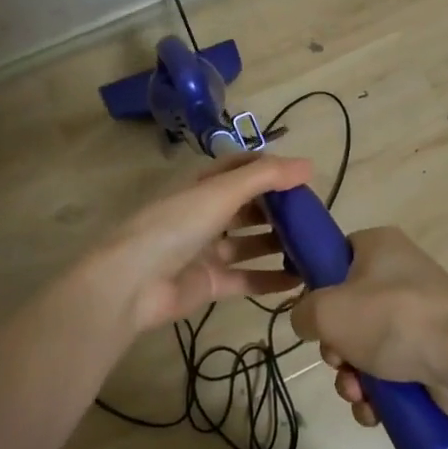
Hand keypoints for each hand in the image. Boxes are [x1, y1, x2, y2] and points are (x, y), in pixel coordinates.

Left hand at [82, 154, 311, 331]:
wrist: (132, 283)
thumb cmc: (176, 225)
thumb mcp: (222, 192)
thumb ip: (266, 177)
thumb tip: (309, 165)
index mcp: (202, 184)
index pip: (240, 168)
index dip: (270, 169)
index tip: (303, 177)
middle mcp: (205, 213)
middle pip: (248, 206)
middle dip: (279, 210)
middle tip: (315, 216)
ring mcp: (206, 250)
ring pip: (250, 243)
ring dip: (278, 244)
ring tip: (314, 248)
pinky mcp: (209, 283)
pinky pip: (246, 278)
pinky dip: (270, 279)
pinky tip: (299, 281)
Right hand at [290, 226, 447, 427]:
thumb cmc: (392, 319)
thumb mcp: (328, 309)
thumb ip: (304, 313)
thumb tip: (309, 323)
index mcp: (378, 246)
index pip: (337, 255)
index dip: (318, 285)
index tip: (312, 314)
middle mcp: (400, 275)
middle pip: (348, 311)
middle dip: (336, 347)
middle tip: (338, 360)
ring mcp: (418, 316)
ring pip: (367, 348)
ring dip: (352, 377)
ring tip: (357, 393)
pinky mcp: (432, 354)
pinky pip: (391, 373)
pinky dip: (378, 395)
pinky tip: (374, 411)